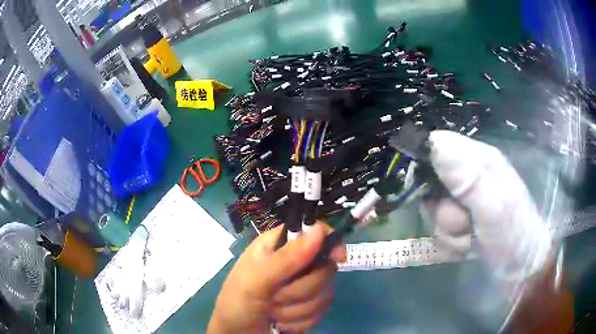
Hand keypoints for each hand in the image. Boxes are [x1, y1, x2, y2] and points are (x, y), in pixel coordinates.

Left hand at [207, 223, 345, 332]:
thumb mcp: (255, 280)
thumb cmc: (238, 304)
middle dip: (300, 289)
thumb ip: (286, 258)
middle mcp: (293, 263)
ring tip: (273, 312)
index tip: (337, 258)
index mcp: (276, 246)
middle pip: (324, 266)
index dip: (328, 241)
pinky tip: (282, 323)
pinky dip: (301, 320)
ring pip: (325, 292)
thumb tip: (319, 230)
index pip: (313, 231)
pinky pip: (322, 310)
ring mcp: (303, 286)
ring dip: (297, 309)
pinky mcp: (309, 307)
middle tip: (274, 296)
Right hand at [421, 130, 559, 330]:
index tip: (435, 193)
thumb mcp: (494, 206)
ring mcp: (463, 200)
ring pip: (433, 210)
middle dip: (443, 211)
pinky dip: (450, 242)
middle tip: (465, 224)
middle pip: (430, 184)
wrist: (519, 267)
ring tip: (470, 239)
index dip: (427, 168)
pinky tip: (467, 247)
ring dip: (448, 231)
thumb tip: (433, 141)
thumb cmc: (511, 234)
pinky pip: (439, 229)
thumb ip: (467, 178)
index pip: (436, 147)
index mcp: (479, 159)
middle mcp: (469, 175)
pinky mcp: (460, 221)